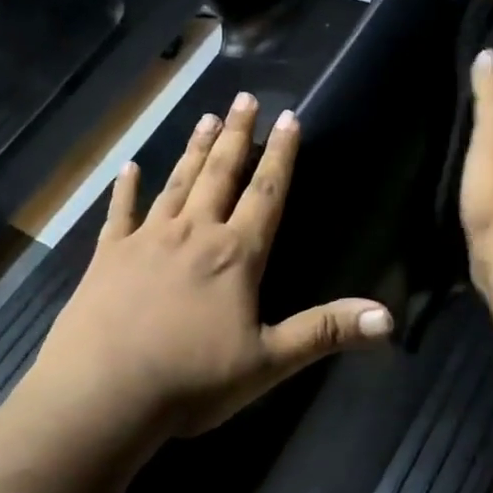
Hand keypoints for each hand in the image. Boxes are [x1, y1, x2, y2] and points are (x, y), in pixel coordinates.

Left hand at [29, 92, 394, 439]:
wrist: (103, 394)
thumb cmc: (191, 380)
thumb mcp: (268, 363)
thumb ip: (325, 331)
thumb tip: (389, 318)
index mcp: (235, 255)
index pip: (266, 193)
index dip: (281, 155)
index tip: (288, 117)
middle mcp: (193, 233)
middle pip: (220, 174)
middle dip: (236, 135)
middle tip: (243, 98)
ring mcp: (146, 240)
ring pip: (176, 183)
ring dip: (193, 151)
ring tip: (205, 117)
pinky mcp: (107, 256)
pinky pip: (119, 213)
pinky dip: (125, 189)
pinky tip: (128, 167)